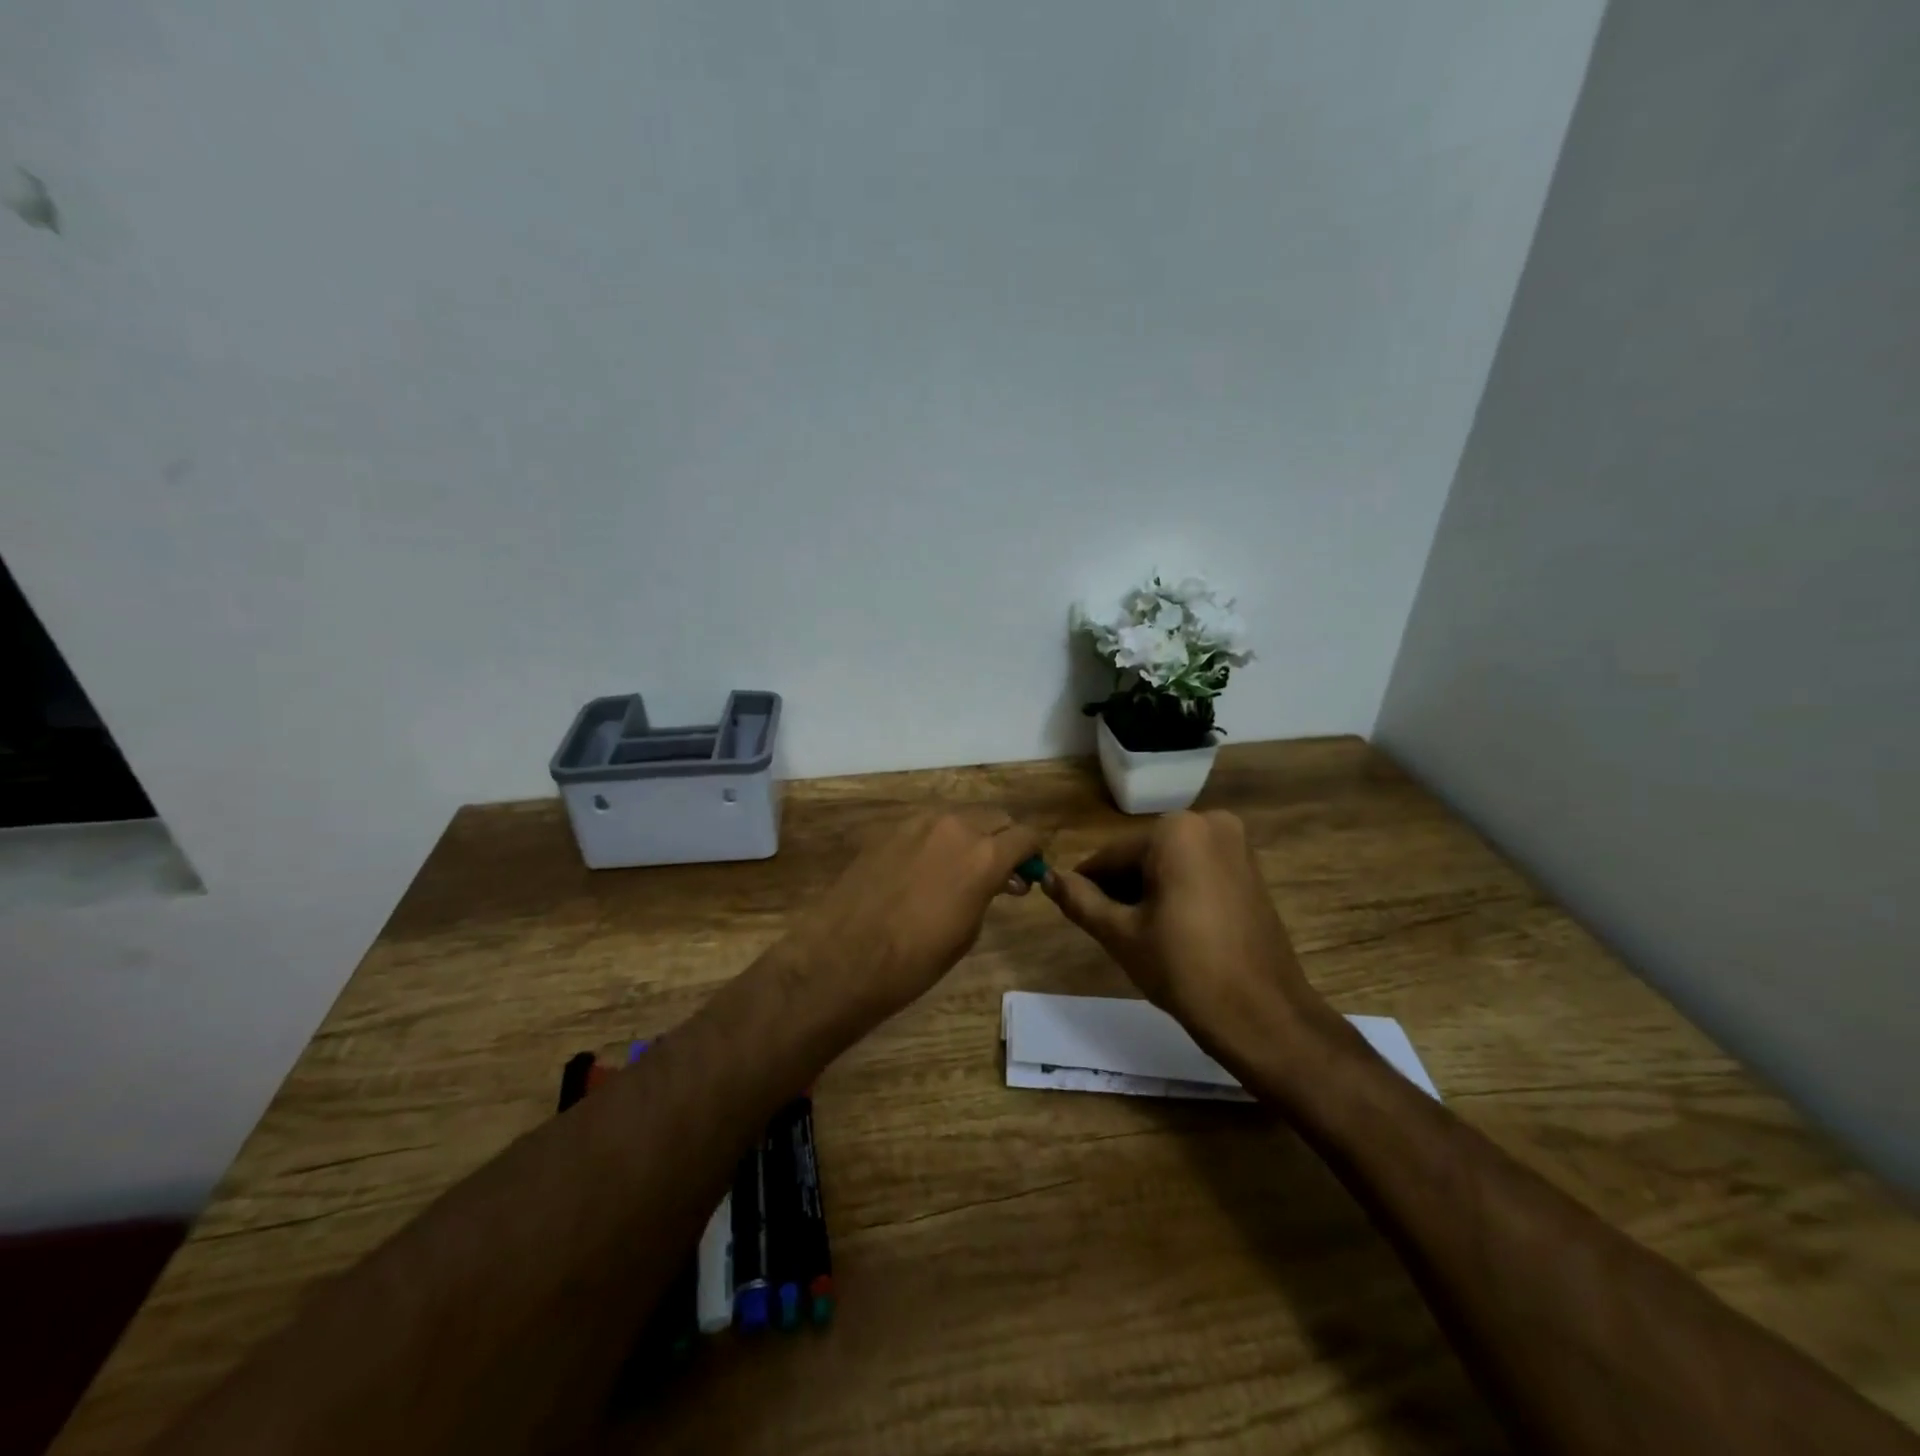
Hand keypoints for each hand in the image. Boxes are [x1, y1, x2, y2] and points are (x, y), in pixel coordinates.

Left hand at [791, 809, 1042, 1027]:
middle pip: (994, 817)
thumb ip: (989, 891)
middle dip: (1003, 838)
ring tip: (960, 867)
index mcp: (984, 855)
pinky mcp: (888, 828)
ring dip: (970, 835)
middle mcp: (955, 827)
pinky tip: (924, 868)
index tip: (1029, 870)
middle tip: (999, 869)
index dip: (1032, 852)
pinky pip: (926, 825)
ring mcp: (918, 822)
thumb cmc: (916, 960)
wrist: (844, 956)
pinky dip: (937, 839)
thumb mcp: (968, 930)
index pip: (1026, 835)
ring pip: (959, 816)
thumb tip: (1001, 879)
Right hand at [1042, 810, 1332, 1052]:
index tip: (1072, 910)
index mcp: (1176, 830)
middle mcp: (1209, 823)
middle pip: (1142, 856)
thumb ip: (1080, 900)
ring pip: (1168, 864)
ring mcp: (1236, 846)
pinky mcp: (1250, 870)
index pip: (1112, 855)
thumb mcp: (1120, 933)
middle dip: (1121, 889)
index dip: (1088, 884)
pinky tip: (1168, 931)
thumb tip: (1048, 878)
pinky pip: (1196, 871)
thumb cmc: (1184, 968)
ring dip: (1147, 892)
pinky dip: (1176, 893)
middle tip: (1108, 930)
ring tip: (1138, 936)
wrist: (1263, 1016)